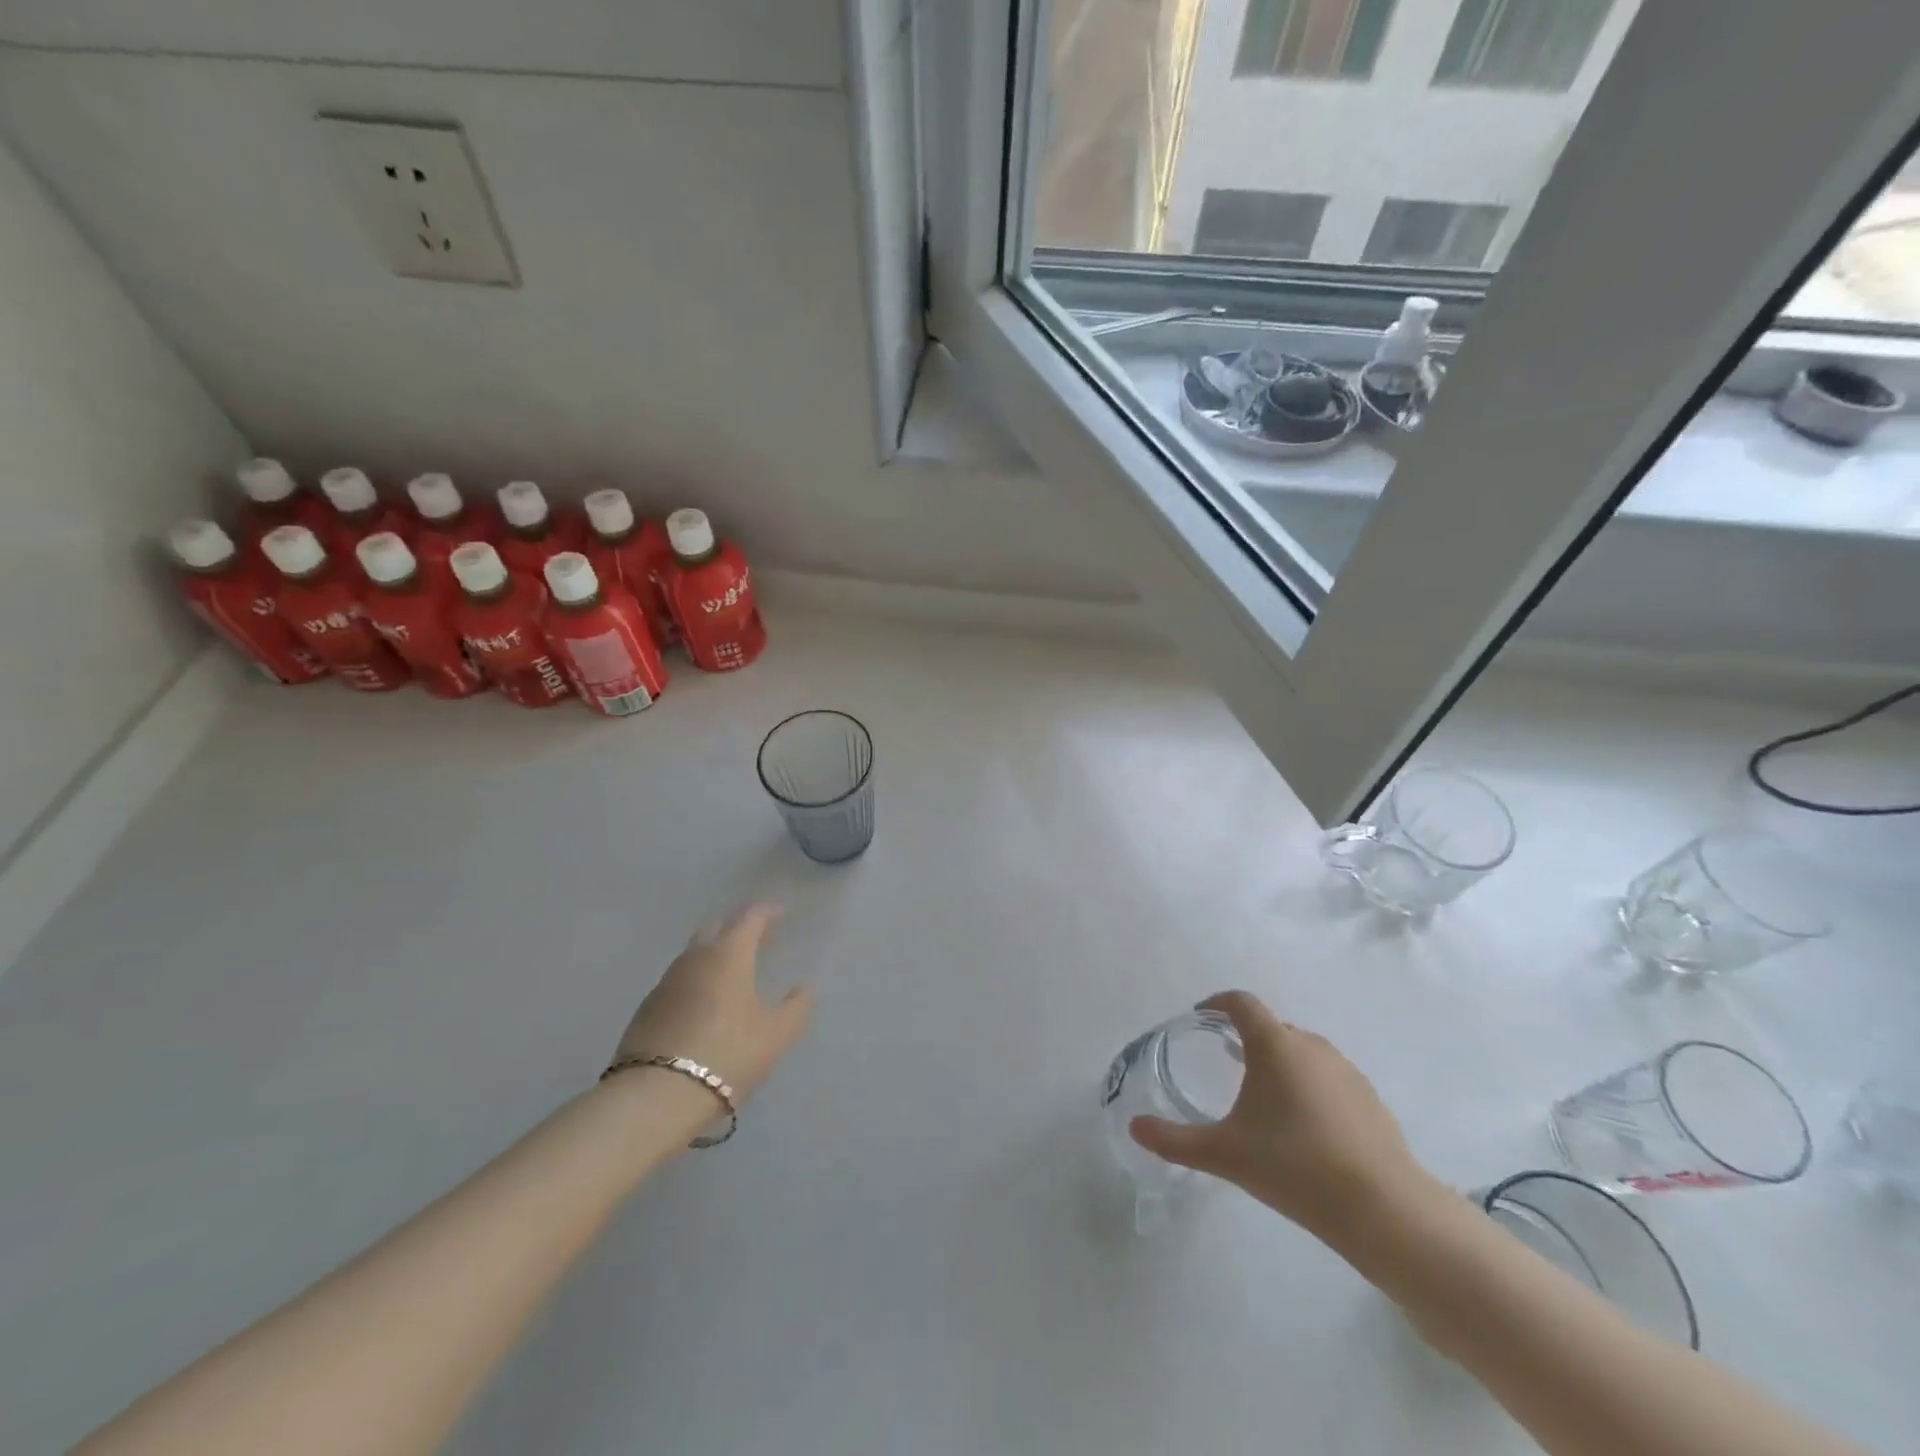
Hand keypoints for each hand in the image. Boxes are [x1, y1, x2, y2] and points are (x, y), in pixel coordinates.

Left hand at [612, 903, 813, 1103]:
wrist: (655, 1097)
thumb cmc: (727, 1055)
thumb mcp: (776, 1035)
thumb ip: (796, 1007)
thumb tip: (804, 988)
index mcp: (728, 954)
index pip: (749, 917)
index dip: (767, 912)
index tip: (781, 914)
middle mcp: (694, 958)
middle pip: (716, 928)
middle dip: (738, 928)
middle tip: (758, 940)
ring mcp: (665, 982)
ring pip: (693, 954)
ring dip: (714, 954)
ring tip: (733, 973)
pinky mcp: (646, 1009)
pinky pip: (678, 981)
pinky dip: (696, 981)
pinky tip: (705, 1004)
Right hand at [1129, 990, 1431, 1240]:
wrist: (1385, 1210)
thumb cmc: (1296, 1167)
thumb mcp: (1225, 1154)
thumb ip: (1174, 1140)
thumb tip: (1134, 1127)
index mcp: (1275, 1044)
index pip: (1241, 1003)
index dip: (1217, 1003)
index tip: (1200, 1016)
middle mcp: (1311, 1045)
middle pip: (1271, 1027)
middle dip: (1246, 1037)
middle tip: (1225, 1061)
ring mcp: (1346, 1070)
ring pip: (1301, 1052)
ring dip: (1278, 1062)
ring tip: (1262, 1095)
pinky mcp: (1370, 1098)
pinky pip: (1327, 1077)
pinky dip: (1308, 1085)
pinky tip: (1304, 1126)